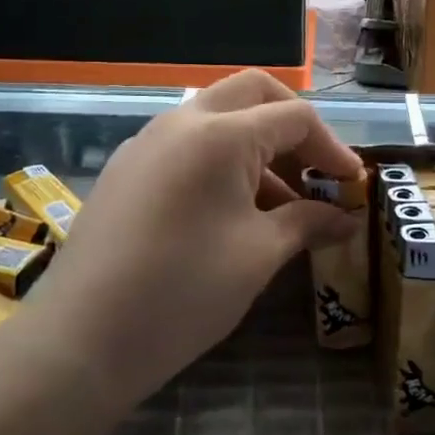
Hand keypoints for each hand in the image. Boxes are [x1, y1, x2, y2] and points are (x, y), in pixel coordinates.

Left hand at [38, 71, 361, 407]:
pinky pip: (187, 144)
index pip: (294, 117)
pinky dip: (222, 160)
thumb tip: (345, 219)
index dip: (333, 147)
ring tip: (282, 204)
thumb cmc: (183, 292)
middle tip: (317, 169)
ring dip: (257, 145)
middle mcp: (182, 121)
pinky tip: (232, 211)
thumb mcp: (258, 256)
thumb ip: (307, 223)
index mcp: (220, 134)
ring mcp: (148, 142)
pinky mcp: (127, 168)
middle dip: (293, 125)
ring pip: (217, 117)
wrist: (80, 340)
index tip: (353, 186)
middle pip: (253, 94)